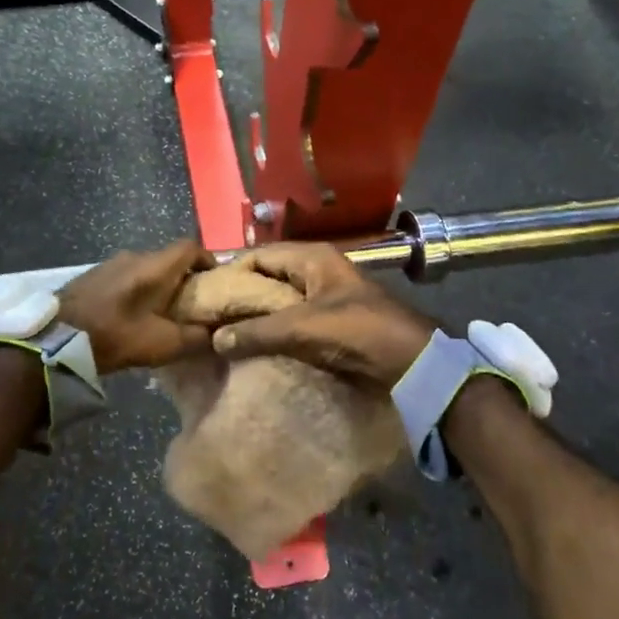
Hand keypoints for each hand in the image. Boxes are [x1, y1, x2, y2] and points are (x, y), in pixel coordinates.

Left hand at [57, 240, 215, 370]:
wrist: (56, 338)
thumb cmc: (114, 335)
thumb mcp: (162, 344)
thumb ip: (195, 338)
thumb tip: (217, 333)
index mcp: (155, 266)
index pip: (191, 247)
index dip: (208, 260)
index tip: (216, 282)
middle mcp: (134, 255)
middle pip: (169, 259)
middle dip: (184, 278)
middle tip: (192, 305)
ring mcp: (110, 263)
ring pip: (146, 268)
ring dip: (159, 285)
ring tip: (163, 312)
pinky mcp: (93, 275)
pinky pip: (126, 276)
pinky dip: (137, 289)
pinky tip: (133, 314)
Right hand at [209, 242, 436, 390]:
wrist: (413, 363)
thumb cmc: (358, 331)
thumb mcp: (304, 329)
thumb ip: (257, 332)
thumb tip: (214, 339)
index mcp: (312, 257)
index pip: (259, 255)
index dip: (232, 271)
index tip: (205, 293)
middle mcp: (317, 269)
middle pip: (269, 276)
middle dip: (242, 294)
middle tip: (211, 315)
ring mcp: (326, 295)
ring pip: (281, 299)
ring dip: (259, 314)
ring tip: (227, 332)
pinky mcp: (332, 320)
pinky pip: (294, 318)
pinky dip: (276, 328)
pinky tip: (257, 344)